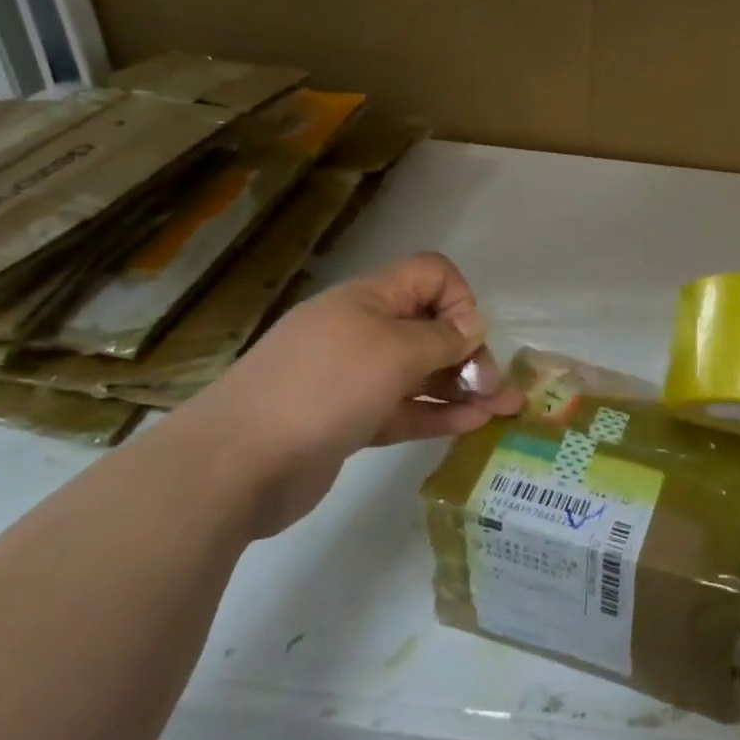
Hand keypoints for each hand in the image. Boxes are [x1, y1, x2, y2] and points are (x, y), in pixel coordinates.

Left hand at [184, 253, 524, 535]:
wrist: (235, 464)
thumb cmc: (323, 388)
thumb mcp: (395, 350)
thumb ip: (443, 338)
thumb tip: (469, 332)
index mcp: (369, 299)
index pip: (430, 275)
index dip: (460, 299)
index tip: (469, 339)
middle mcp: (363, 331)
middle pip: (431, 327)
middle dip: (471, 352)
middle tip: (495, 387)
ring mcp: (354, 378)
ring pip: (421, 373)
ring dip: (463, 386)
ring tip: (503, 408)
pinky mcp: (349, 421)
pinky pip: (404, 409)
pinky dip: (438, 413)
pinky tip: (473, 424)